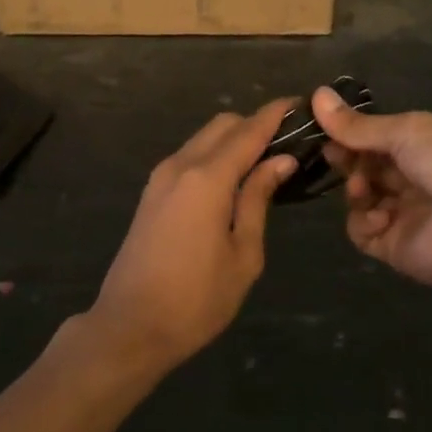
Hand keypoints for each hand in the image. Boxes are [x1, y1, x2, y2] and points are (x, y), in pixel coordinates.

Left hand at [85, 101, 297, 374]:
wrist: (130, 326)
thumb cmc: (197, 298)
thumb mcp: (243, 254)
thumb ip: (258, 199)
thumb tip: (280, 160)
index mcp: (207, 177)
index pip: (249, 130)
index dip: (275, 114)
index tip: (301, 104)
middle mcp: (181, 165)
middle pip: (223, 125)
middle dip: (255, 125)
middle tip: (287, 145)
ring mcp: (161, 177)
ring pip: (203, 139)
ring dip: (233, 141)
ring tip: (265, 164)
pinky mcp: (152, 192)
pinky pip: (189, 157)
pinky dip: (214, 156)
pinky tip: (233, 182)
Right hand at [312, 86, 431, 286]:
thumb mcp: (405, 130)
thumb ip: (358, 124)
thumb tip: (316, 94)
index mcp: (422, 146)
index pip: (376, 139)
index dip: (350, 134)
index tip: (326, 129)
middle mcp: (412, 179)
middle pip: (365, 168)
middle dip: (347, 160)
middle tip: (334, 155)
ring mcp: (403, 215)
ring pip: (360, 199)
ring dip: (355, 189)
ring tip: (361, 187)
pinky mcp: (396, 247)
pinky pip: (364, 233)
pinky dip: (363, 222)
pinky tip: (377, 214)